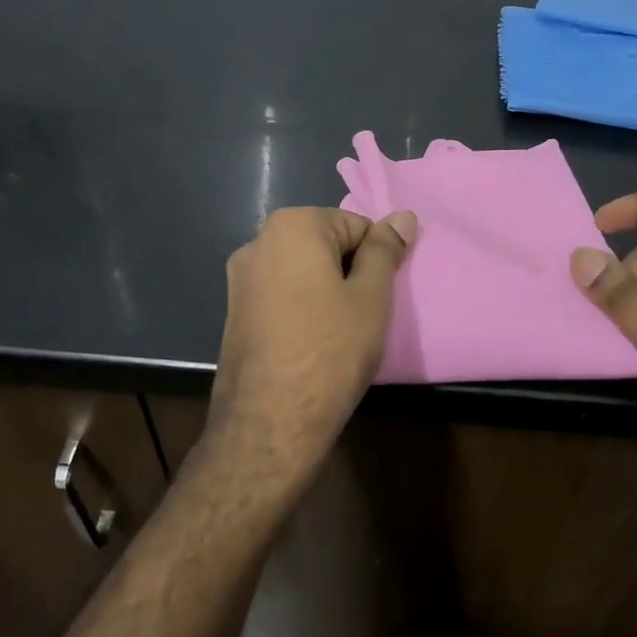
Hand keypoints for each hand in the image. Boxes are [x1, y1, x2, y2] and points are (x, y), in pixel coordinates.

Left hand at [207, 206, 416, 474]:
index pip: (355, 225)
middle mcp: (257, 242)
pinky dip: (301, 310)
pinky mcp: (234, 312)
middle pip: (324, 245)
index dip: (375, 260)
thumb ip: (385, 251)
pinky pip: (281, 296)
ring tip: (338, 335)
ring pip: (302, 273)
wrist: (269, 421)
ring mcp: (240, 279)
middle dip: (348, 274)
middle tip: (362, 317)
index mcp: (291, 226)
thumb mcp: (371, 297)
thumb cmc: (330, 350)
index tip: (378, 298)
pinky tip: (311, 345)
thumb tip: (402, 215)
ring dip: (325, 293)